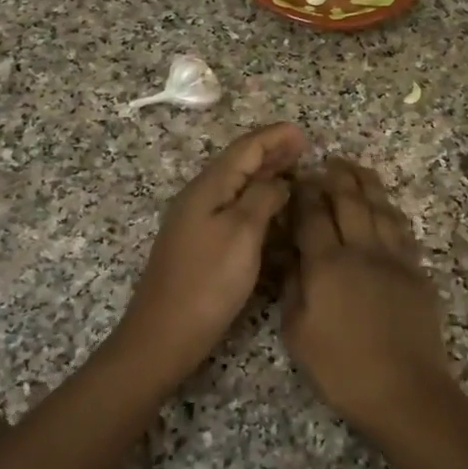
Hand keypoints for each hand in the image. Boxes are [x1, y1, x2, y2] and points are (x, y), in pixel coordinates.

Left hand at [115, 123, 308, 379]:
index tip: (303, 133)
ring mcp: (196, 223)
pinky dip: (256, 201)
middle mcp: (199, 198)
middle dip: (270, 153)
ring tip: (293, 173)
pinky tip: (271, 212)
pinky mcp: (199, 246)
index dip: (274, 138)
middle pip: (237, 164)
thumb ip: (262, 198)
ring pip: (235, 187)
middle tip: (302, 149)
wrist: (164, 335)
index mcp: (207, 188)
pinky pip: (232, 210)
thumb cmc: (207, 282)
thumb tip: (277, 182)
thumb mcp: (242, 233)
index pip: (244, 149)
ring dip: (264, 176)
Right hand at [282, 157, 455, 434]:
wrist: (404, 390)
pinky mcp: (417, 272)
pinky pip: (402, 230)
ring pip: (380, 208)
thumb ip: (294, 289)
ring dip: (366, 184)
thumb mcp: (298, 334)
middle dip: (337, 177)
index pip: (313, 216)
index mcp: (327, 265)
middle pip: (350, 201)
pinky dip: (390, 210)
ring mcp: (394, 259)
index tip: (299, 180)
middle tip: (328, 162)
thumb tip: (295, 258)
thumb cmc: (341, 368)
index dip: (305, 194)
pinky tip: (385, 206)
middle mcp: (362, 251)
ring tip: (356, 169)